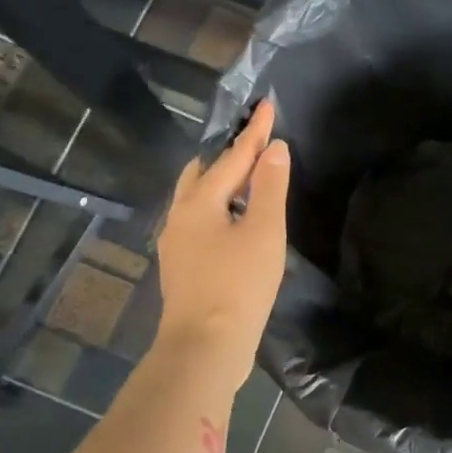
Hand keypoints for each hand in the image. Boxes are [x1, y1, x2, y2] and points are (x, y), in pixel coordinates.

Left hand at [152, 100, 290, 380]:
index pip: (231, 157)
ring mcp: (177, 243)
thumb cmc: (238, 285)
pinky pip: (200, 220)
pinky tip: (236, 219)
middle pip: (203, 172)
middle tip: (255, 141)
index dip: (254, 131)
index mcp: (198, 202)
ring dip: (223, 181)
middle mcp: (180, 216)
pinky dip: (220, 206)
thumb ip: (269, 187)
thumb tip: (274, 149)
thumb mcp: (264, 231)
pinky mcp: (183, 266)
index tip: (266, 104)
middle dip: (229, 153)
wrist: (204, 348)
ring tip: (249, 176)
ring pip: (198, 197)